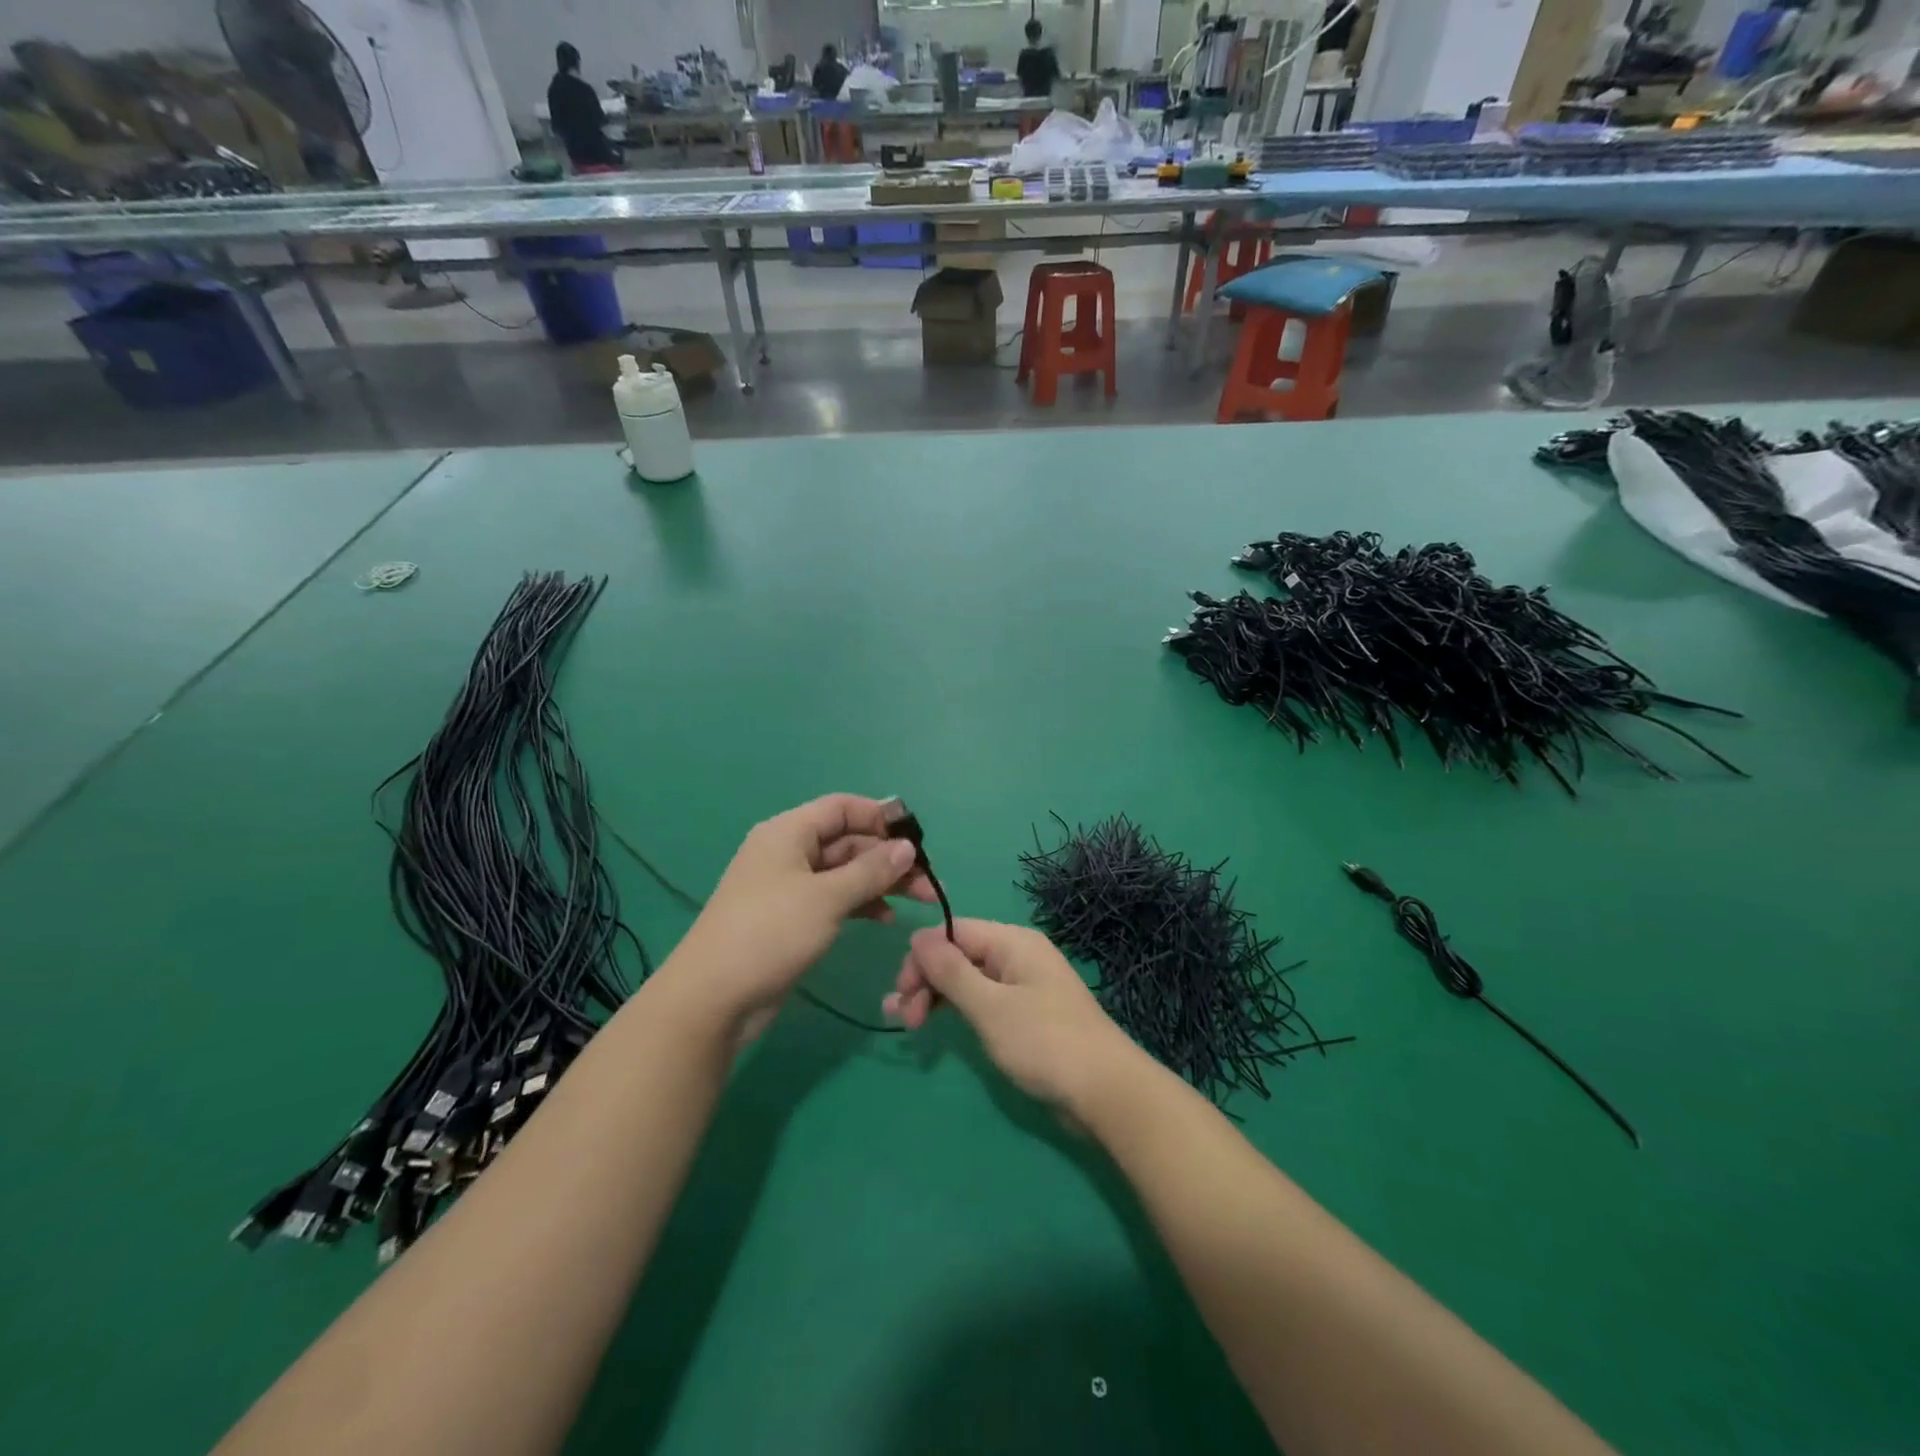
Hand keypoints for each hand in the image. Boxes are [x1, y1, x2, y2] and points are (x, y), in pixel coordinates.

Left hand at [664, 794, 934, 1039]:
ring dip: (880, 882)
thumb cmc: (770, 933)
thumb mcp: (826, 898)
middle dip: (889, 857)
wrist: (713, 998)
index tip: (916, 840)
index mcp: (789, 832)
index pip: (842, 807)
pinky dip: (861, 903)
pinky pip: (834, 898)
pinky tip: (885, 919)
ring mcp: (788, 886)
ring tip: (920, 901)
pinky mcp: (791, 917)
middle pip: (848, 841)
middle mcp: (788, 852)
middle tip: (928, 882)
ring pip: (844, 872)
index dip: (880, 817)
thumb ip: (871, 871)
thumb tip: (907, 848)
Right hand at [887, 919, 1144, 1116]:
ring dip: (936, 996)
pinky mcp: (1026, 1014)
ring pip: (968, 979)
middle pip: (959, 954)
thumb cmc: (1044, 1043)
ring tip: (907, 1024)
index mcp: (1012, 942)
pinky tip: (939, 1024)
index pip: (953, 932)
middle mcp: (1017, 955)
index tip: (901, 992)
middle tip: (903, 1018)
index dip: (922, 957)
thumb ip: (951, 971)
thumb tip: (918, 935)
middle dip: (926, 980)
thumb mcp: (990, 1006)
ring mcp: (1024, 985)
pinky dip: (959, 1010)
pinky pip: (984, 1000)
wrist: (1106, 1091)